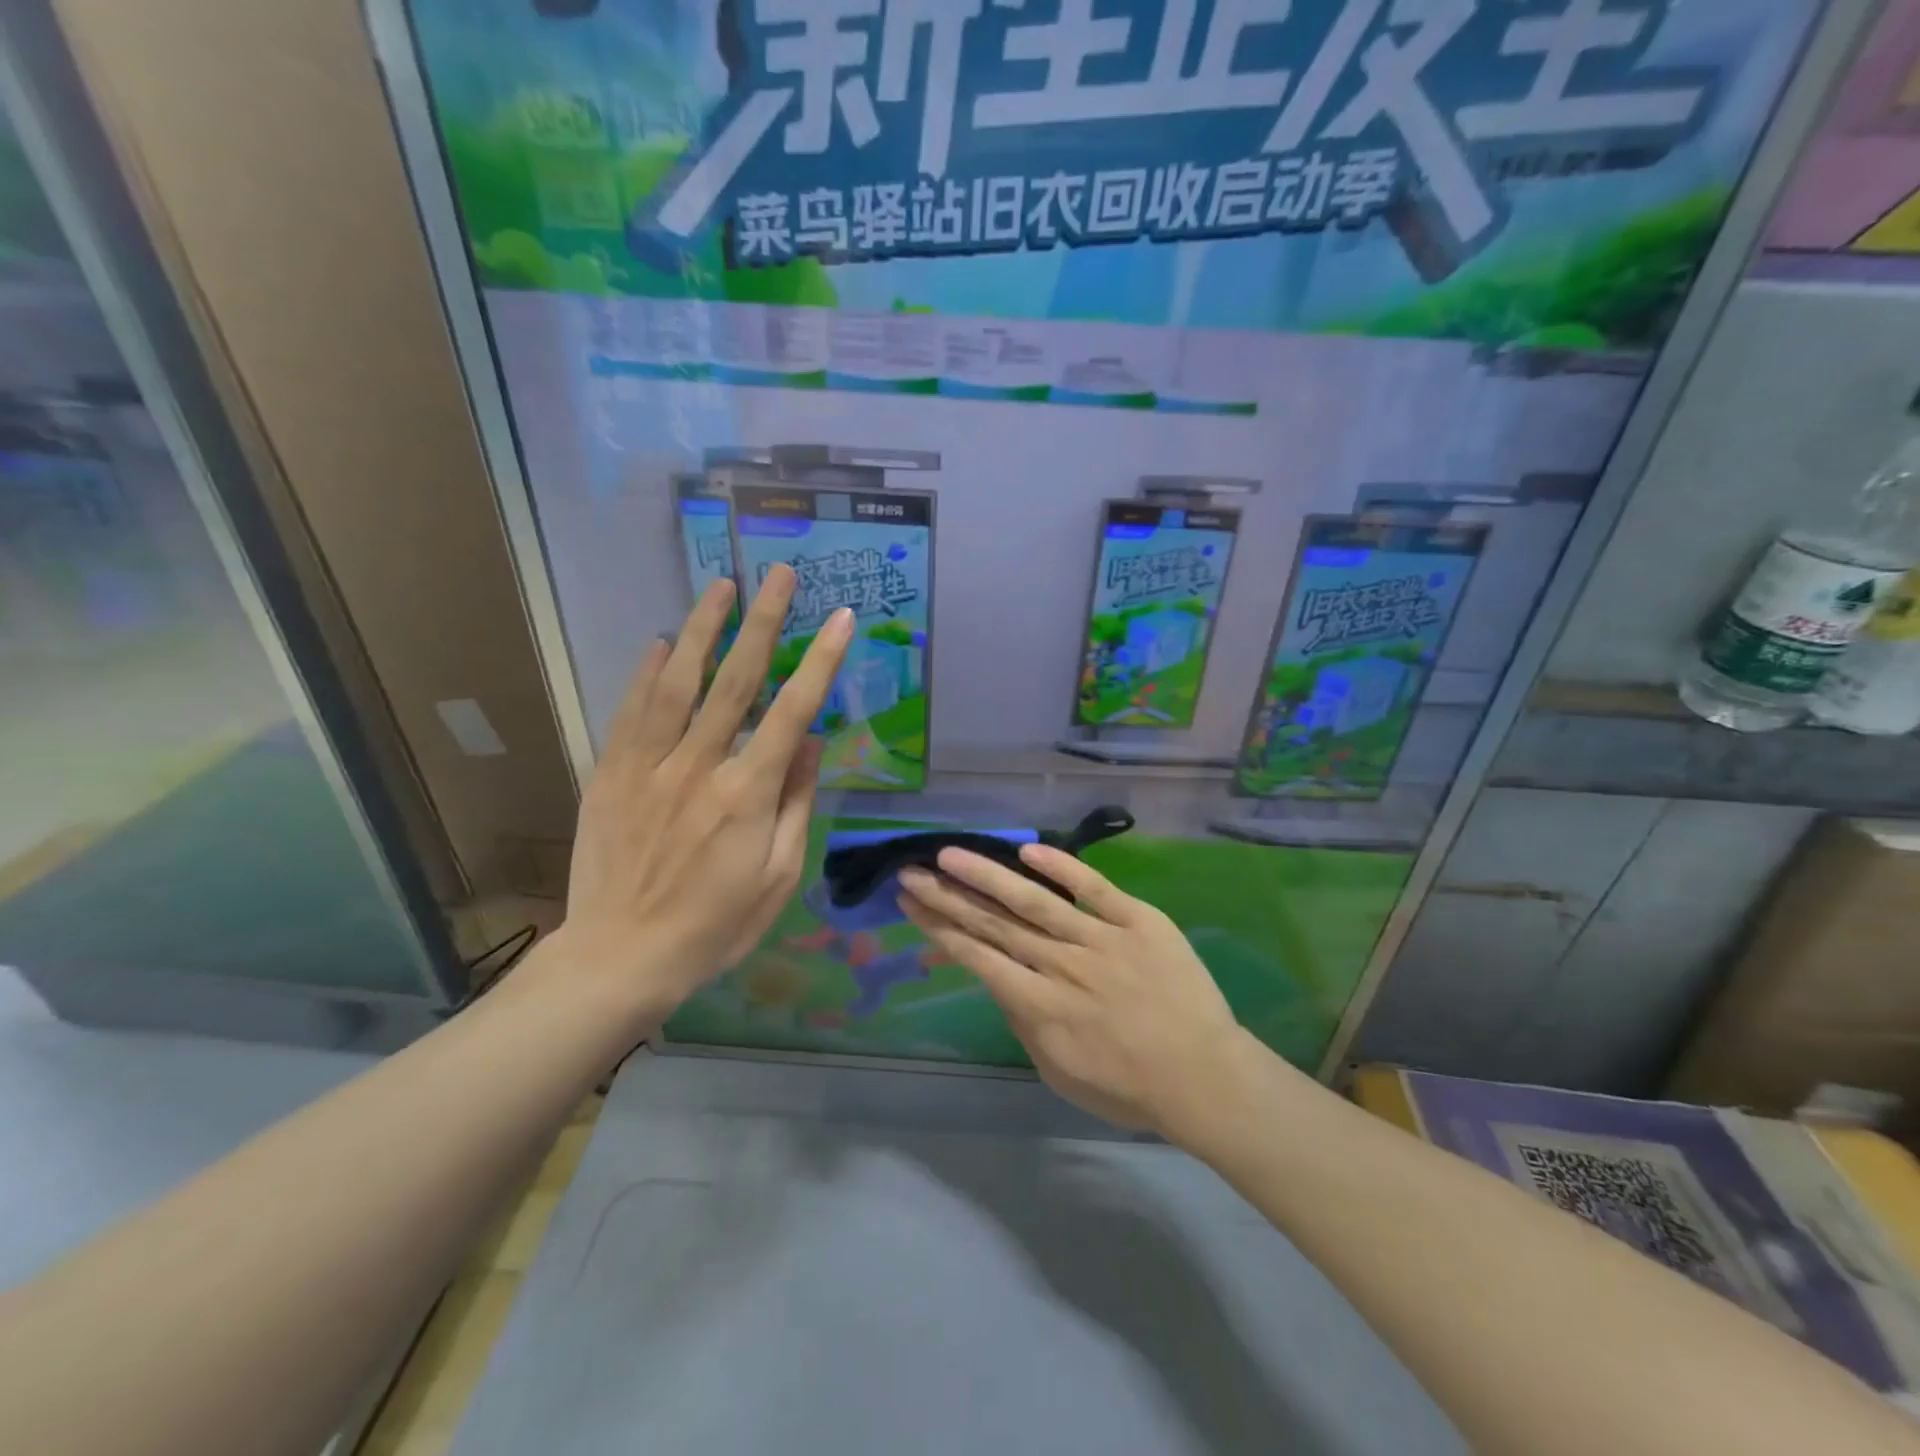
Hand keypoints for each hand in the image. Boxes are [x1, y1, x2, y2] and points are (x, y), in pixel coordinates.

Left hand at [552, 566, 852, 1022]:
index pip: (794, 711)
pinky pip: (631, 711)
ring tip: (721, 586)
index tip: (841, 619)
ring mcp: (649, 766)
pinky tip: (659, 641)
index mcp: (748, 794)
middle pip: (736, 680)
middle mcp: (700, 766)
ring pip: (678, 682)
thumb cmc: (714, 926)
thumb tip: (812, 743)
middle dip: (764, 621)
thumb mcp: (778, 877)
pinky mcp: (611, 774)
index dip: (821, 661)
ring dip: (702, 629)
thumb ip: (797, 804)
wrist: (621, 957)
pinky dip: (646, 672)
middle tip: (779, 573)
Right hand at [898, 846, 1250, 1141]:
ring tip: (950, 854)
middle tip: (911, 872)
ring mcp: (1100, 937)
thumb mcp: (1058, 1072)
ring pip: (1034, 901)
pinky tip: (1029, 851)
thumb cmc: (1128, 1087)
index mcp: (1038, 1005)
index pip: (976, 956)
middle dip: (947, 896)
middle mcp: (1060, 964)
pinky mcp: (1138, 920)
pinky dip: (1063, 868)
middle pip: (994, 923)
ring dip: (987, 876)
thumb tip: (1001, 982)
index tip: (910, 903)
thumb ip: (1024, 1024)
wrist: (1205, 1078)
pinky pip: (1095, 889)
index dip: (939, 927)